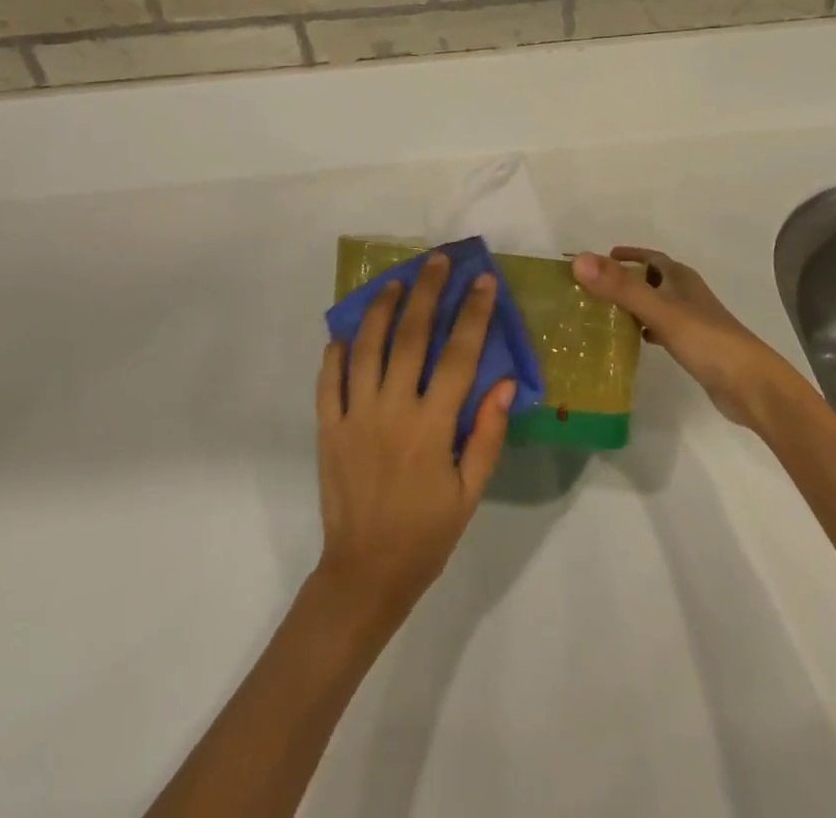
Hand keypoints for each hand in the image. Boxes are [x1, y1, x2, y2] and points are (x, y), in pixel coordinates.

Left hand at [314, 253, 514, 626]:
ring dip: (380, 309)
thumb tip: (506, 382)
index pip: (458, 355)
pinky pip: (329, 381)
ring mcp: (355, 416)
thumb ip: (487, 434)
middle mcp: (392, 410)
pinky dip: (335, 354)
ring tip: (394, 282)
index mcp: (432, 426)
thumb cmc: (427, 533)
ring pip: (366, 348)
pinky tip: (344, 333)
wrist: (365, 573)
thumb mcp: (470, 491)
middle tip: (436, 262)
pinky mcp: (328, 428)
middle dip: (426, 293)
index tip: (482, 282)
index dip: (472, 314)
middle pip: (410, 337)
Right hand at [571, 247, 783, 427]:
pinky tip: (633, 342)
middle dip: (625, 280)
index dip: (627, 255)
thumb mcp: (660, 311)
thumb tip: (580, 261)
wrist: (751, 385)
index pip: (650, 257)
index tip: (599, 260)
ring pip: (656, 305)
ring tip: (604, 314)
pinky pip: (662, 329)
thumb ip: (620, 287)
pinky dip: (645, 329)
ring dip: (634, 305)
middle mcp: (687, 294)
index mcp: (681, 278)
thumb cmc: (706, 340)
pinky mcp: (694, 346)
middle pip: (652, 279)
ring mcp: (693, 321)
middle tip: (594, 289)